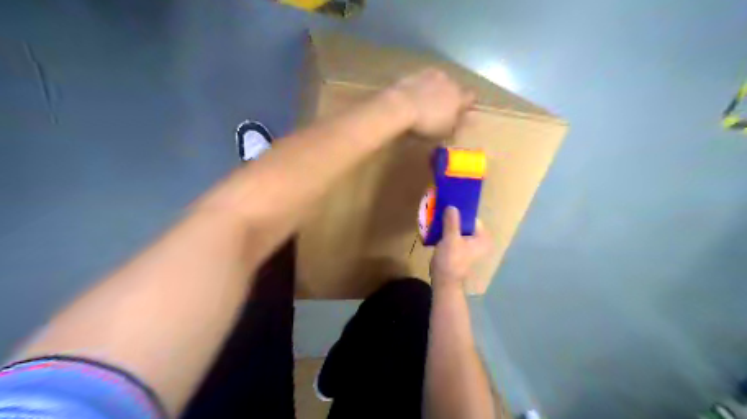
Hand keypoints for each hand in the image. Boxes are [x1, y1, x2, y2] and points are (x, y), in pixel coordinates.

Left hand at [389, 69, 474, 136]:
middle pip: (454, 88)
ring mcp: (431, 74)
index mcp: (459, 96)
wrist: (400, 106)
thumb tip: (463, 122)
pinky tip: (413, 98)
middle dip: (450, 96)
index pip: (471, 97)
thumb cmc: (426, 124)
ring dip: (435, 90)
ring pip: (438, 82)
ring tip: (425, 102)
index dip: (467, 105)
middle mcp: (449, 81)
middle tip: (441, 109)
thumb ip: (456, 125)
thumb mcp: (444, 132)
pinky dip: (420, 88)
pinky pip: (422, 81)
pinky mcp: (414, 73)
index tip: (461, 113)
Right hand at [429, 206, 493, 288]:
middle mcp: (480, 242)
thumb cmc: (451, 260)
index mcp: (483, 238)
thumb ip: (452, 221)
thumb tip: (452, 206)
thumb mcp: (451, 238)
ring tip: (437, 222)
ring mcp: (471, 248)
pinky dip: (447, 235)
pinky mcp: (461, 252)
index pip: (472, 219)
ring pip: (459, 231)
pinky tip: (437, 232)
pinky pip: (455, 238)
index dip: (459, 214)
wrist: (444, 281)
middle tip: (440, 214)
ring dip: (448, 227)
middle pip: (465, 225)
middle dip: (452, 220)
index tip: (447, 209)